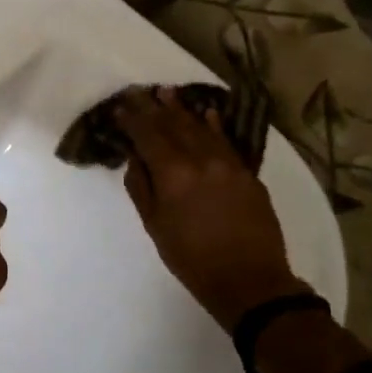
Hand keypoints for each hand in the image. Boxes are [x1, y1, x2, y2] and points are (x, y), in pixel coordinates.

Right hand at [116, 87, 306, 330]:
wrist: (250, 281)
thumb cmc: (192, 260)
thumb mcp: (156, 226)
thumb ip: (142, 188)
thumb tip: (136, 158)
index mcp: (174, 174)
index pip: (149, 136)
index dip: (133, 119)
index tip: (121, 106)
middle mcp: (201, 159)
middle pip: (174, 125)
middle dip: (154, 108)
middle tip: (140, 91)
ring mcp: (228, 163)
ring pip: (201, 128)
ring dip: (182, 109)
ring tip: (167, 93)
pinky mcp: (247, 173)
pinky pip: (226, 140)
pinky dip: (213, 125)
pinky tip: (206, 113)